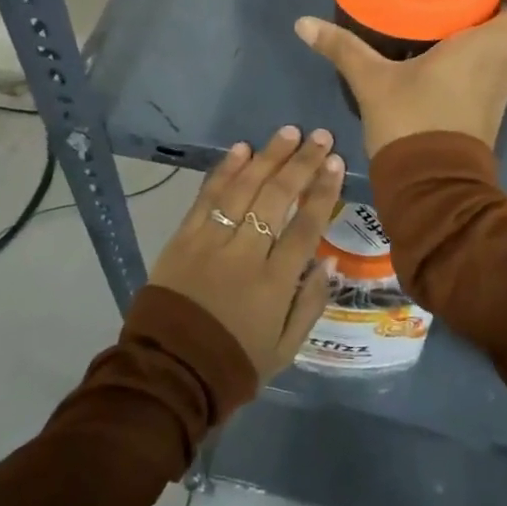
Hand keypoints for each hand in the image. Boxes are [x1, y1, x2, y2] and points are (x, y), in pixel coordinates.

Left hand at [147, 126, 344, 382]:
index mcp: (275, 284)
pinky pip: (207, 197)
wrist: (169, 373)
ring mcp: (210, 242)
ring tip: (288, 132)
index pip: (305, 227)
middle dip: (301, 164)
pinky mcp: (183, 239)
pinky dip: (224, 171)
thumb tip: (329, 261)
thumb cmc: (234, 363)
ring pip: (244, 189)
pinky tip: (242, 149)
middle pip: (277, 198)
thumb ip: (310, 304)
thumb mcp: (285, 349)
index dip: (323, 192)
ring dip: (268, 157)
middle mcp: (245, 255)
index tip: (336, 163)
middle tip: (319, 137)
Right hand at [294, 0, 506, 158]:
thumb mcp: (371, 81)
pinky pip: (486, 73)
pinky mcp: (484, 112)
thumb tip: (302, 23)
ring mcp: (496, 93)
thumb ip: (341, 47)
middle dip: (489, 7)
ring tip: (438, 19)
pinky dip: (468, 60)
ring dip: (477, 34)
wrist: (430, 190)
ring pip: (499, 52)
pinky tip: (432, 55)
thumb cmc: (411, 123)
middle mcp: (501, 68)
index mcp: (486, 49)